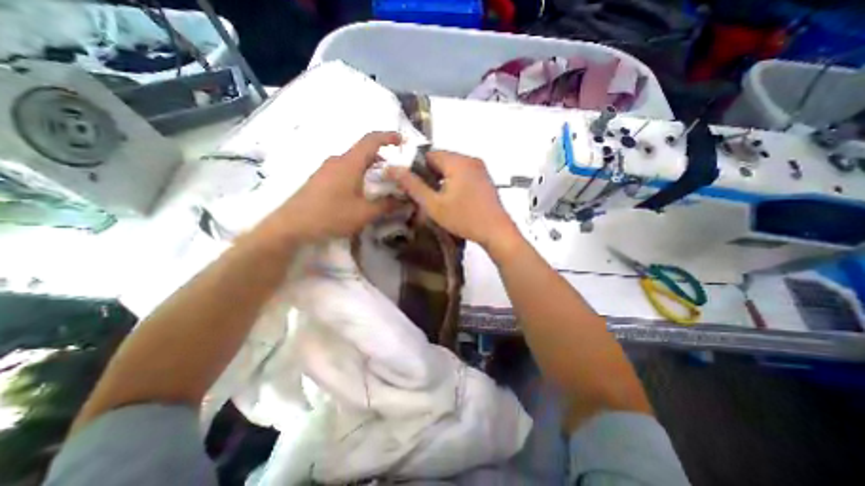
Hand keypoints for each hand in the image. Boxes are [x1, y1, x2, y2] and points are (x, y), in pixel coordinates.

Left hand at [256, 130, 402, 243]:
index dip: (388, 136)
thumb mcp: (364, 213)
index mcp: (350, 163)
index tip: (402, 140)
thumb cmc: (331, 215)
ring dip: (369, 166)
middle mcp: (337, 160)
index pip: (371, 140)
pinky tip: (361, 190)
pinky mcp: (320, 178)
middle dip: (381, 156)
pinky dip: (358, 173)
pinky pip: (344, 169)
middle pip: (363, 151)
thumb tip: (405, 202)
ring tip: (381, 181)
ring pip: (353, 161)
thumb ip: (387, 205)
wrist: (291, 225)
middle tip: (395, 170)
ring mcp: (326, 169)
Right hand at [386, 149, 520, 250]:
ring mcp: (480, 168)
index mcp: (457, 161)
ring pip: (453, 168)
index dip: (418, 168)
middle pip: (442, 160)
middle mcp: (470, 159)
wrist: (496, 231)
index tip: (414, 186)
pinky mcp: (485, 178)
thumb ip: (413, 185)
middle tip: (425, 195)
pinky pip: (464, 174)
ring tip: (438, 199)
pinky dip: (455, 182)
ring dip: (443, 180)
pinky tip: (454, 199)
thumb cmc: (464, 218)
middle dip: (431, 175)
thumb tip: (392, 168)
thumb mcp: (434, 204)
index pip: (429, 154)